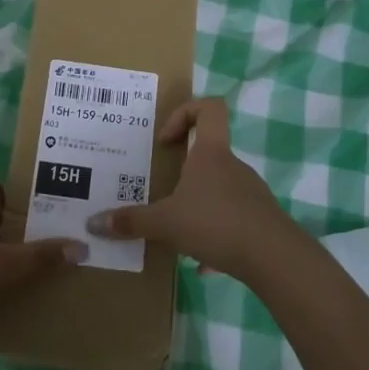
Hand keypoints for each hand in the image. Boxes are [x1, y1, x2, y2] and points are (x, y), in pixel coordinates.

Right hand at [87, 98, 299, 280]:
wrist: (274, 257)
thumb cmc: (216, 223)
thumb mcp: (166, 222)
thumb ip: (132, 221)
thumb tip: (93, 223)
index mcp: (211, 153)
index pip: (209, 108)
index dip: (186, 112)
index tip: (167, 140)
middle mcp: (233, 166)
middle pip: (210, 152)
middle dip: (184, 170)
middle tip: (163, 190)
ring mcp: (250, 192)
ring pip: (219, 188)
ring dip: (198, 204)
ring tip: (178, 231)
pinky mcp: (260, 219)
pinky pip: (232, 219)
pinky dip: (216, 234)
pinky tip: (203, 262)